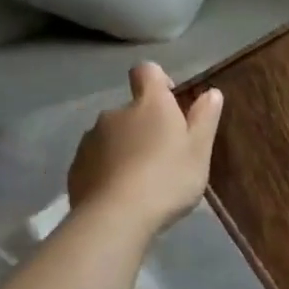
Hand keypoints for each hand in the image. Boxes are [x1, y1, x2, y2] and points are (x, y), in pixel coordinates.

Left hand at [67, 62, 221, 231]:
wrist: (116, 217)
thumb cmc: (167, 179)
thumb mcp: (199, 151)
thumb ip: (205, 119)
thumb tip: (211, 92)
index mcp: (149, 105)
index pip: (147, 71)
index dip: (159, 81)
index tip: (172, 103)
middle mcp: (115, 113)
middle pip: (132, 109)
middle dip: (145, 125)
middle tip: (165, 156)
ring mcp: (91, 139)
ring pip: (113, 135)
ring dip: (126, 148)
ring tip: (142, 180)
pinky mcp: (76, 166)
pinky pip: (97, 160)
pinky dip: (109, 169)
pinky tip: (122, 194)